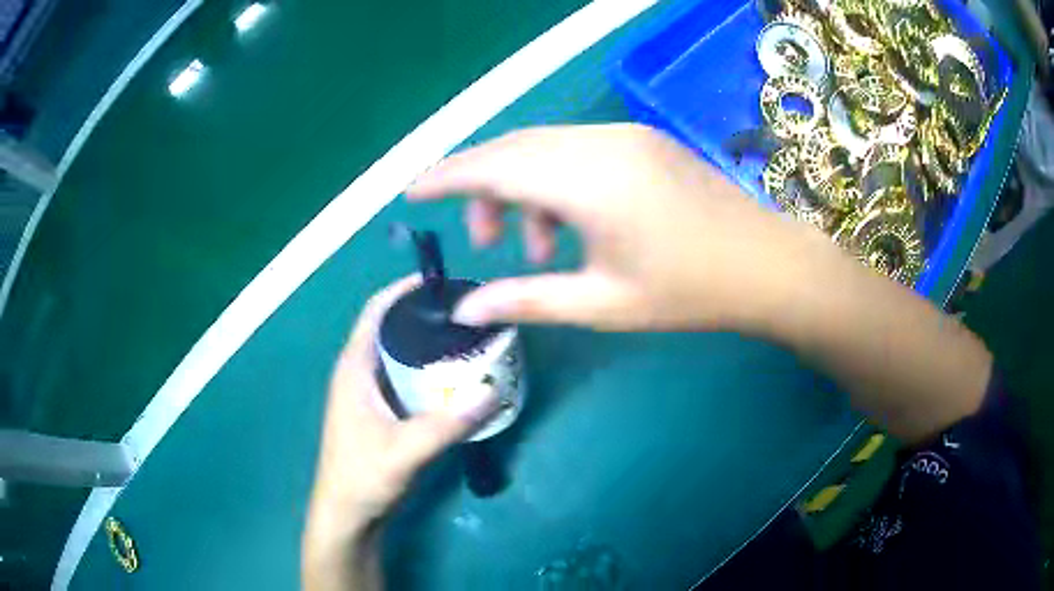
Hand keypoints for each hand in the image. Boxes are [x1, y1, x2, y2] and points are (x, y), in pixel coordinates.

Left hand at [304, 276, 496, 575]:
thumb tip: (492, 392)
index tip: (443, 282)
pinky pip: (406, 377)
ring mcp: (369, 393)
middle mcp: (360, 373)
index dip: (404, 290)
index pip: (376, 312)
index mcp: (354, 368)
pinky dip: (428, 369)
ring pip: (399, 353)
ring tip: (467, 337)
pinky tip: (454, 377)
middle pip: (391, 328)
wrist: (347, 515)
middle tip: (468, 312)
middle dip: (425, 314)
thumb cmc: (363, 478)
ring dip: (428, 342)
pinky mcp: (380, 412)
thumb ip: (447, 424)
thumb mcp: (406, 451)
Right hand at [408, 124, 830, 332]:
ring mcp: (625, 135)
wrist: (766, 266)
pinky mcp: (642, 140)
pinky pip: (577, 149)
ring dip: (524, 188)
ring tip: (536, 247)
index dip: (447, 176)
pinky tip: (571, 223)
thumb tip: (464, 311)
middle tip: (484, 240)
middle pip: (515, 149)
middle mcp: (601, 142)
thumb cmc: (689, 292)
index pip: (494, 165)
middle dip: (484, 188)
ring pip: (545, 147)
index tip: (413, 192)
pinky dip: (556, 181)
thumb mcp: (602, 304)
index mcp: (589, 180)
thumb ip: (526, 299)